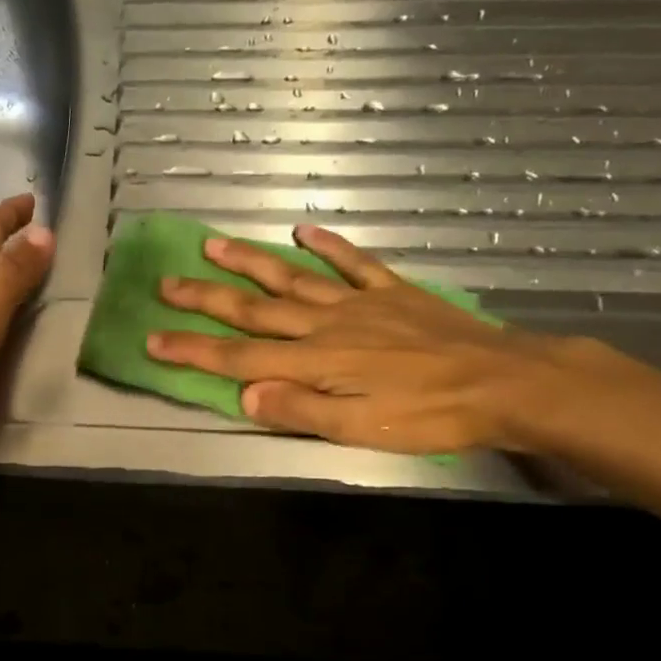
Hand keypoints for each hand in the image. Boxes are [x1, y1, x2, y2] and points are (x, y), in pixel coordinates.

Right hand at [147, 225, 595, 454]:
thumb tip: (245, 393)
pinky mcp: (392, 292)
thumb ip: (300, 409)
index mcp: (316, 362)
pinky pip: (354, 263)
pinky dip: (328, 246)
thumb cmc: (431, 416)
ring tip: (212, 243)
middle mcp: (326, 325)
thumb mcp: (361, 430)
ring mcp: (359, 303)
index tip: (153, 339)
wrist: (508, 383)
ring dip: (249, 262)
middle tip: (166, 282)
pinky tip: (304, 230)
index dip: (193, 348)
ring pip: (292, 278)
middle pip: (254, 309)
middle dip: (205, 298)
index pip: (240, 355)